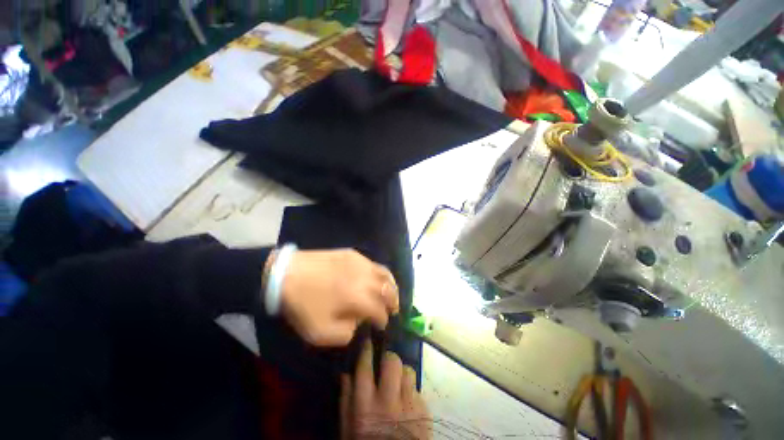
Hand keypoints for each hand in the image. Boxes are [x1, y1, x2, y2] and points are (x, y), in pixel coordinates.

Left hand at [280, 249, 398, 346]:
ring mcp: (360, 263)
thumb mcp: (319, 332)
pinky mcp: (353, 254)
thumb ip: (345, 334)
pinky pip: (373, 263)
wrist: (287, 274)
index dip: (384, 319)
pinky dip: (380, 273)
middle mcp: (364, 278)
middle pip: (389, 289)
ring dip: (392, 285)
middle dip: (394, 301)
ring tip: (391, 292)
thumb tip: (358, 323)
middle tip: (393, 309)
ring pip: (385, 273)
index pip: (380, 310)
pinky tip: (375, 278)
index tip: (382, 325)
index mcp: (357, 298)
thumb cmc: (303, 304)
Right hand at [341, 340, 430, 439]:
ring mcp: (408, 406)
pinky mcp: (424, 412)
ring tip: (399, 383)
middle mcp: (387, 401)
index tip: (369, 336)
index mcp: (365, 405)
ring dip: (403, 374)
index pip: (365, 366)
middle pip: (392, 362)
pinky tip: (407, 403)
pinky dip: (412, 393)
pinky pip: (418, 390)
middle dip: (389, 358)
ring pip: (409, 371)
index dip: (367, 348)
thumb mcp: (348, 428)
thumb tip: (346, 372)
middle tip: (387, 363)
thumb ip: (346, 399)